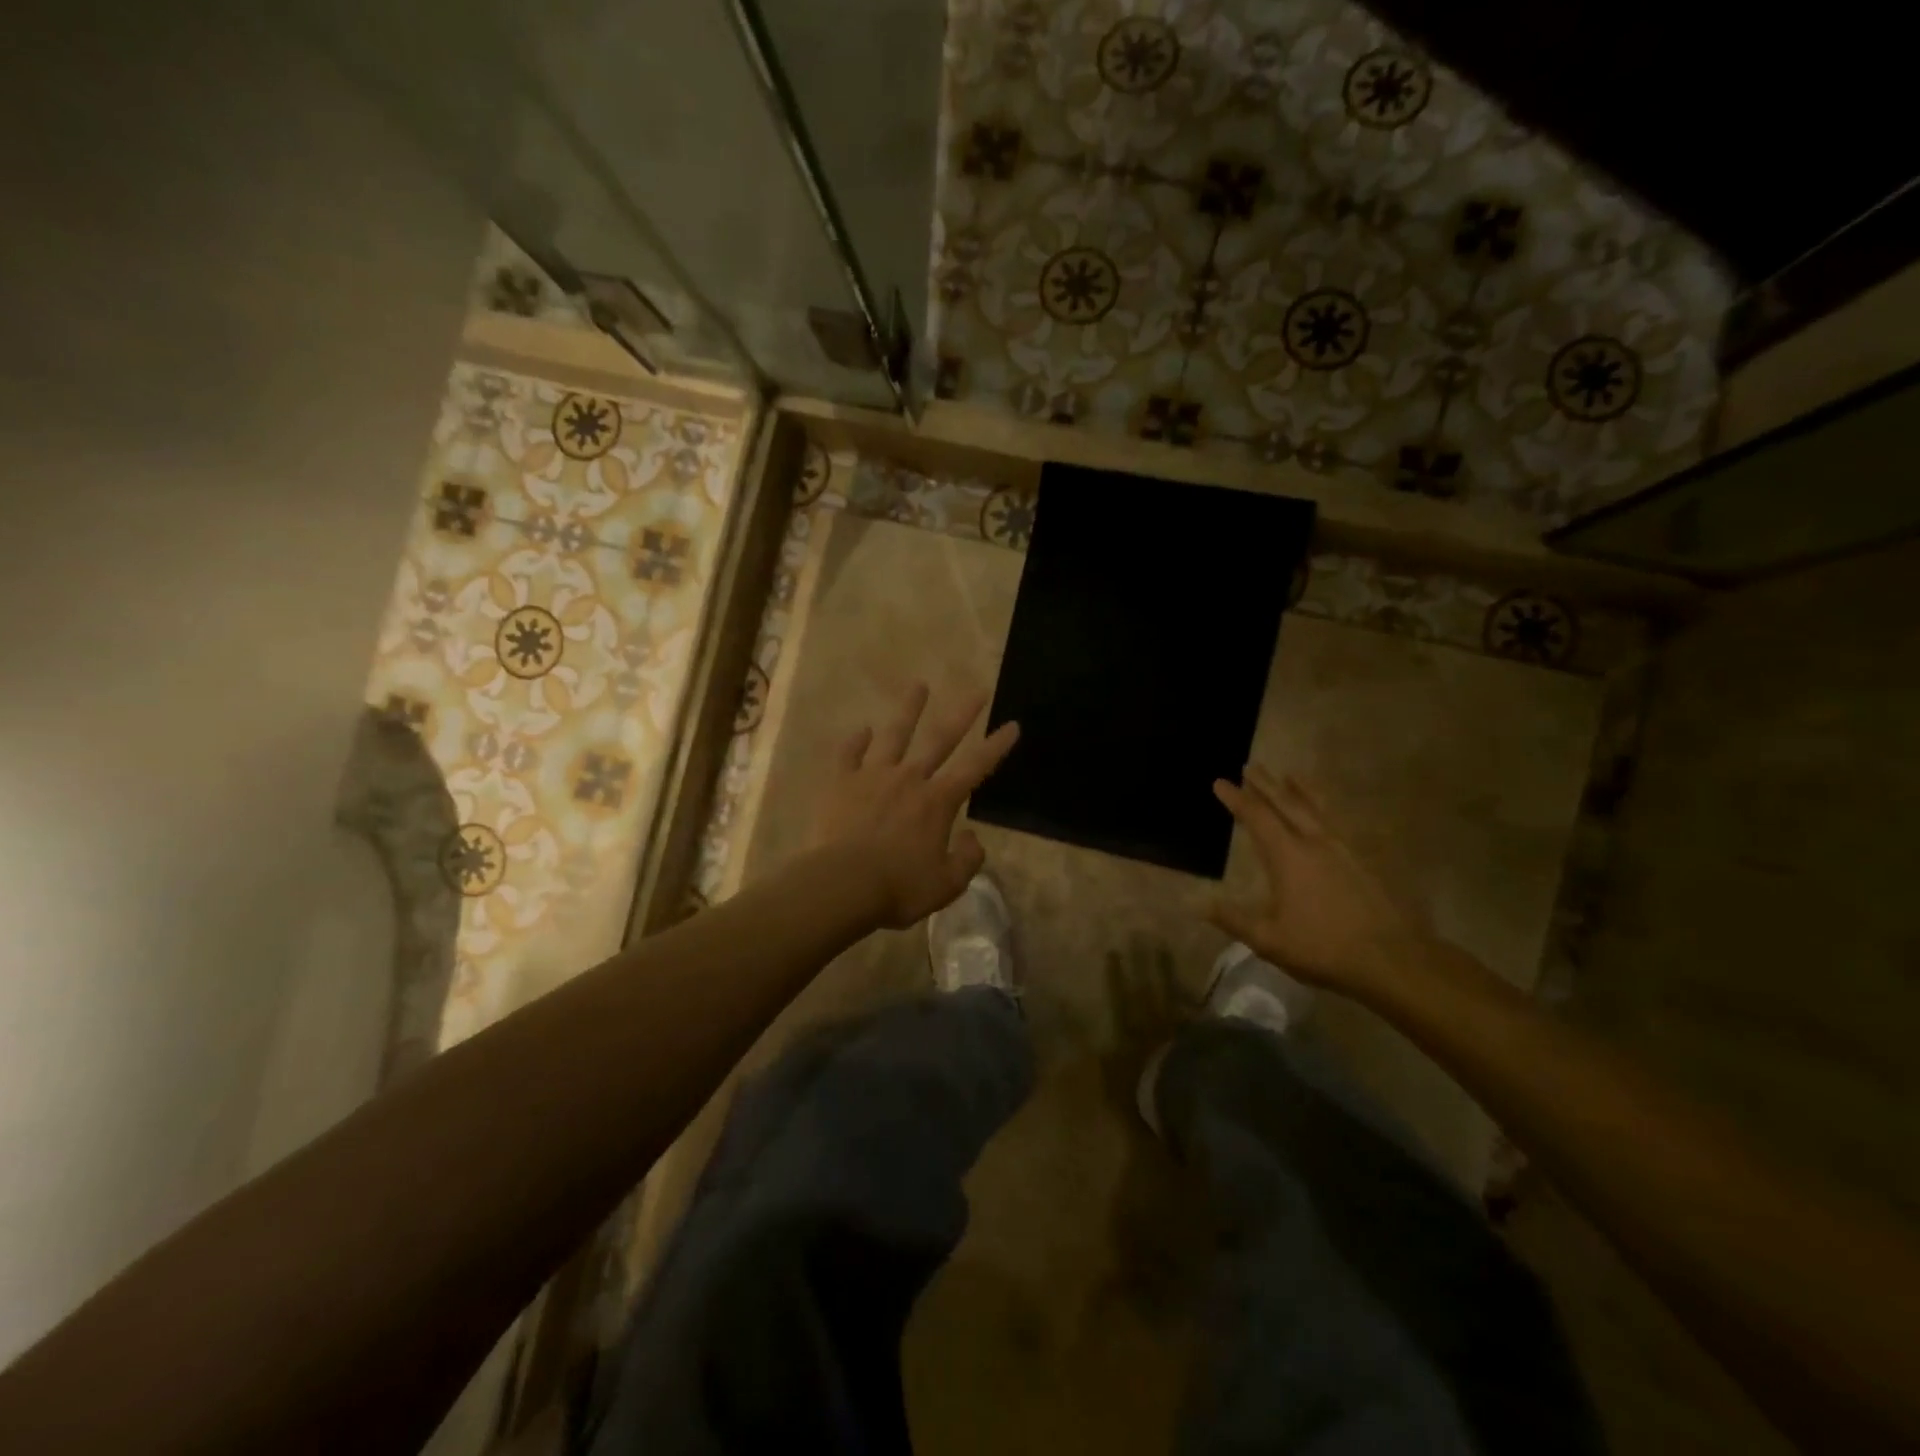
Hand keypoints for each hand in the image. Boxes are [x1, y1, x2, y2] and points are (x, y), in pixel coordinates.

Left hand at [811, 682, 1019, 928]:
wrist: (841, 884)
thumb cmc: (898, 888)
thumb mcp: (946, 885)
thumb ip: (967, 860)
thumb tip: (972, 838)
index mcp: (938, 801)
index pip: (976, 767)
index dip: (996, 746)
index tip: (1012, 724)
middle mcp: (909, 778)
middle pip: (940, 739)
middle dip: (962, 714)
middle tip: (977, 690)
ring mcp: (873, 776)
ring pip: (894, 735)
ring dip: (909, 710)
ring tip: (919, 686)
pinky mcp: (841, 783)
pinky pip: (849, 754)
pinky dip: (856, 741)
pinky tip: (862, 730)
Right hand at [1207, 765, 1426, 994]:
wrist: (1392, 959)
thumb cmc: (1323, 948)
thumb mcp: (1269, 939)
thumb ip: (1231, 918)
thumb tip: (1193, 901)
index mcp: (1288, 856)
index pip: (1256, 817)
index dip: (1236, 799)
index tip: (1220, 782)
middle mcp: (1315, 842)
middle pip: (1286, 804)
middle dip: (1265, 784)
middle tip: (1250, 766)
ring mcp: (1344, 849)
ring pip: (1317, 808)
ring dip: (1299, 789)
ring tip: (1290, 774)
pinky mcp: (1365, 860)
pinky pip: (1339, 823)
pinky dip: (1327, 809)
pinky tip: (1328, 813)